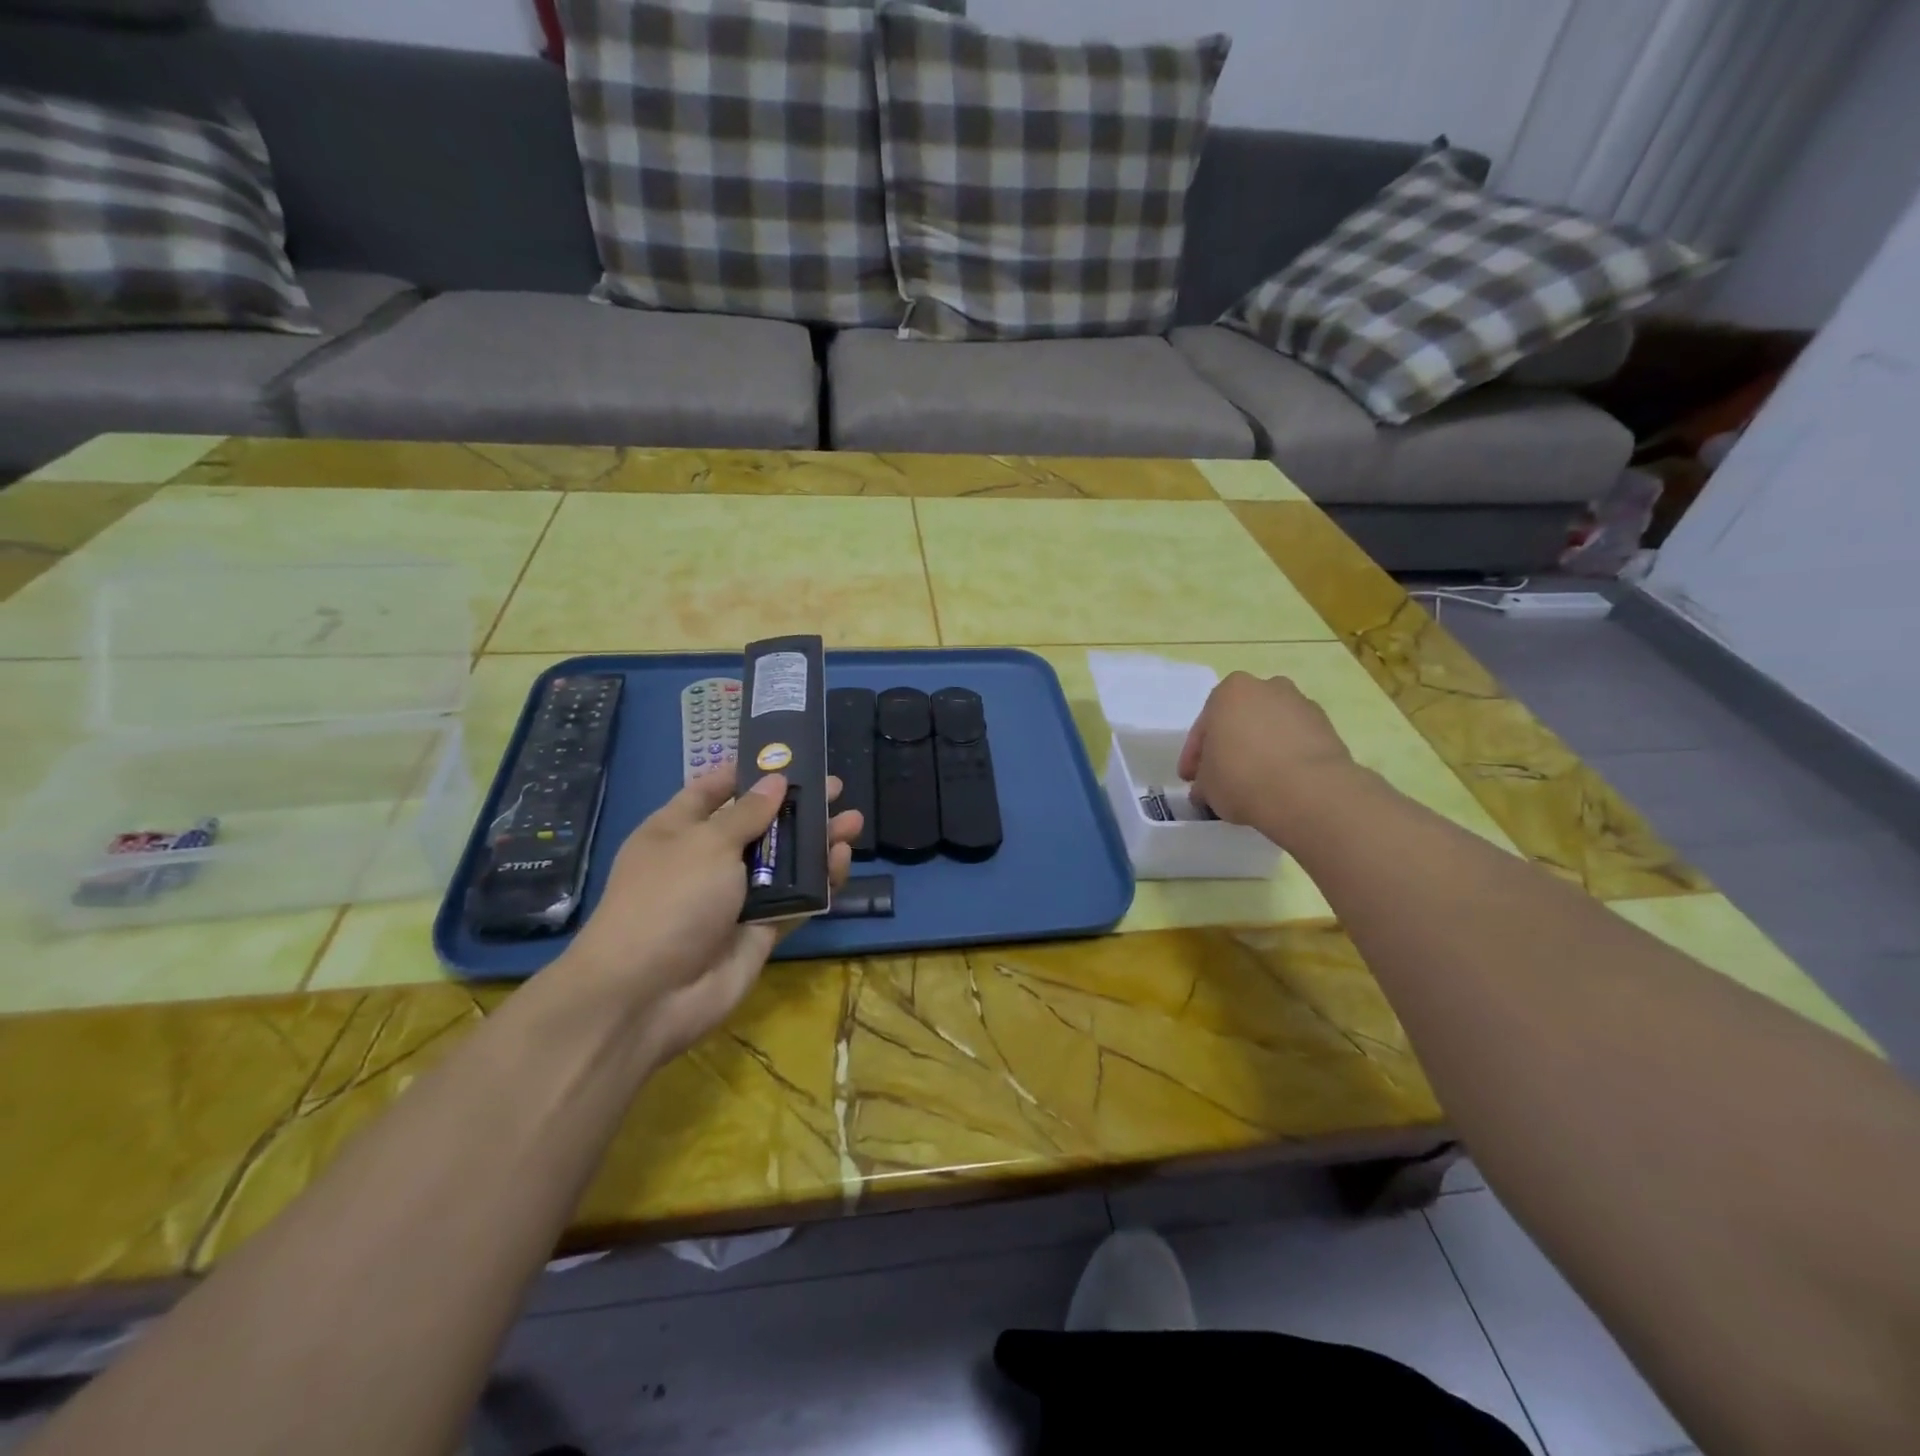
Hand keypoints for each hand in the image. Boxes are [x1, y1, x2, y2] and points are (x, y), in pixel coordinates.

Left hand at [559, 771, 862, 1062]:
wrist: (649, 994)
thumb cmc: (669, 899)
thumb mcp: (707, 844)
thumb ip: (748, 813)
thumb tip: (776, 781)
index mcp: (677, 831)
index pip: (711, 791)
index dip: (744, 773)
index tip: (783, 757)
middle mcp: (706, 860)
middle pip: (759, 825)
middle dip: (796, 806)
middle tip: (836, 788)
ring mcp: (734, 898)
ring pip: (784, 863)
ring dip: (816, 842)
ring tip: (853, 821)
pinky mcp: (759, 930)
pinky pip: (795, 899)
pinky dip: (819, 882)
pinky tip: (842, 861)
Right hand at [1177, 672, 1356, 833]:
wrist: (1309, 792)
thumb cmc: (1242, 777)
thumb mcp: (1206, 786)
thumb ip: (1203, 780)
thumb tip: (1206, 788)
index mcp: (1229, 691)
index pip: (1203, 727)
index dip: (1194, 757)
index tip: (1191, 780)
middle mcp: (1267, 687)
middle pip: (1239, 720)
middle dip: (1230, 745)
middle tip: (1222, 776)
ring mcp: (1301, 705)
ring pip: (1270, 728)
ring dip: (1260, 749)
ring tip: (1255, 782)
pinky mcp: (1328, 727)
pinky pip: (1296, 741)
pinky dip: (1286, 757)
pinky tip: (1280, 783)